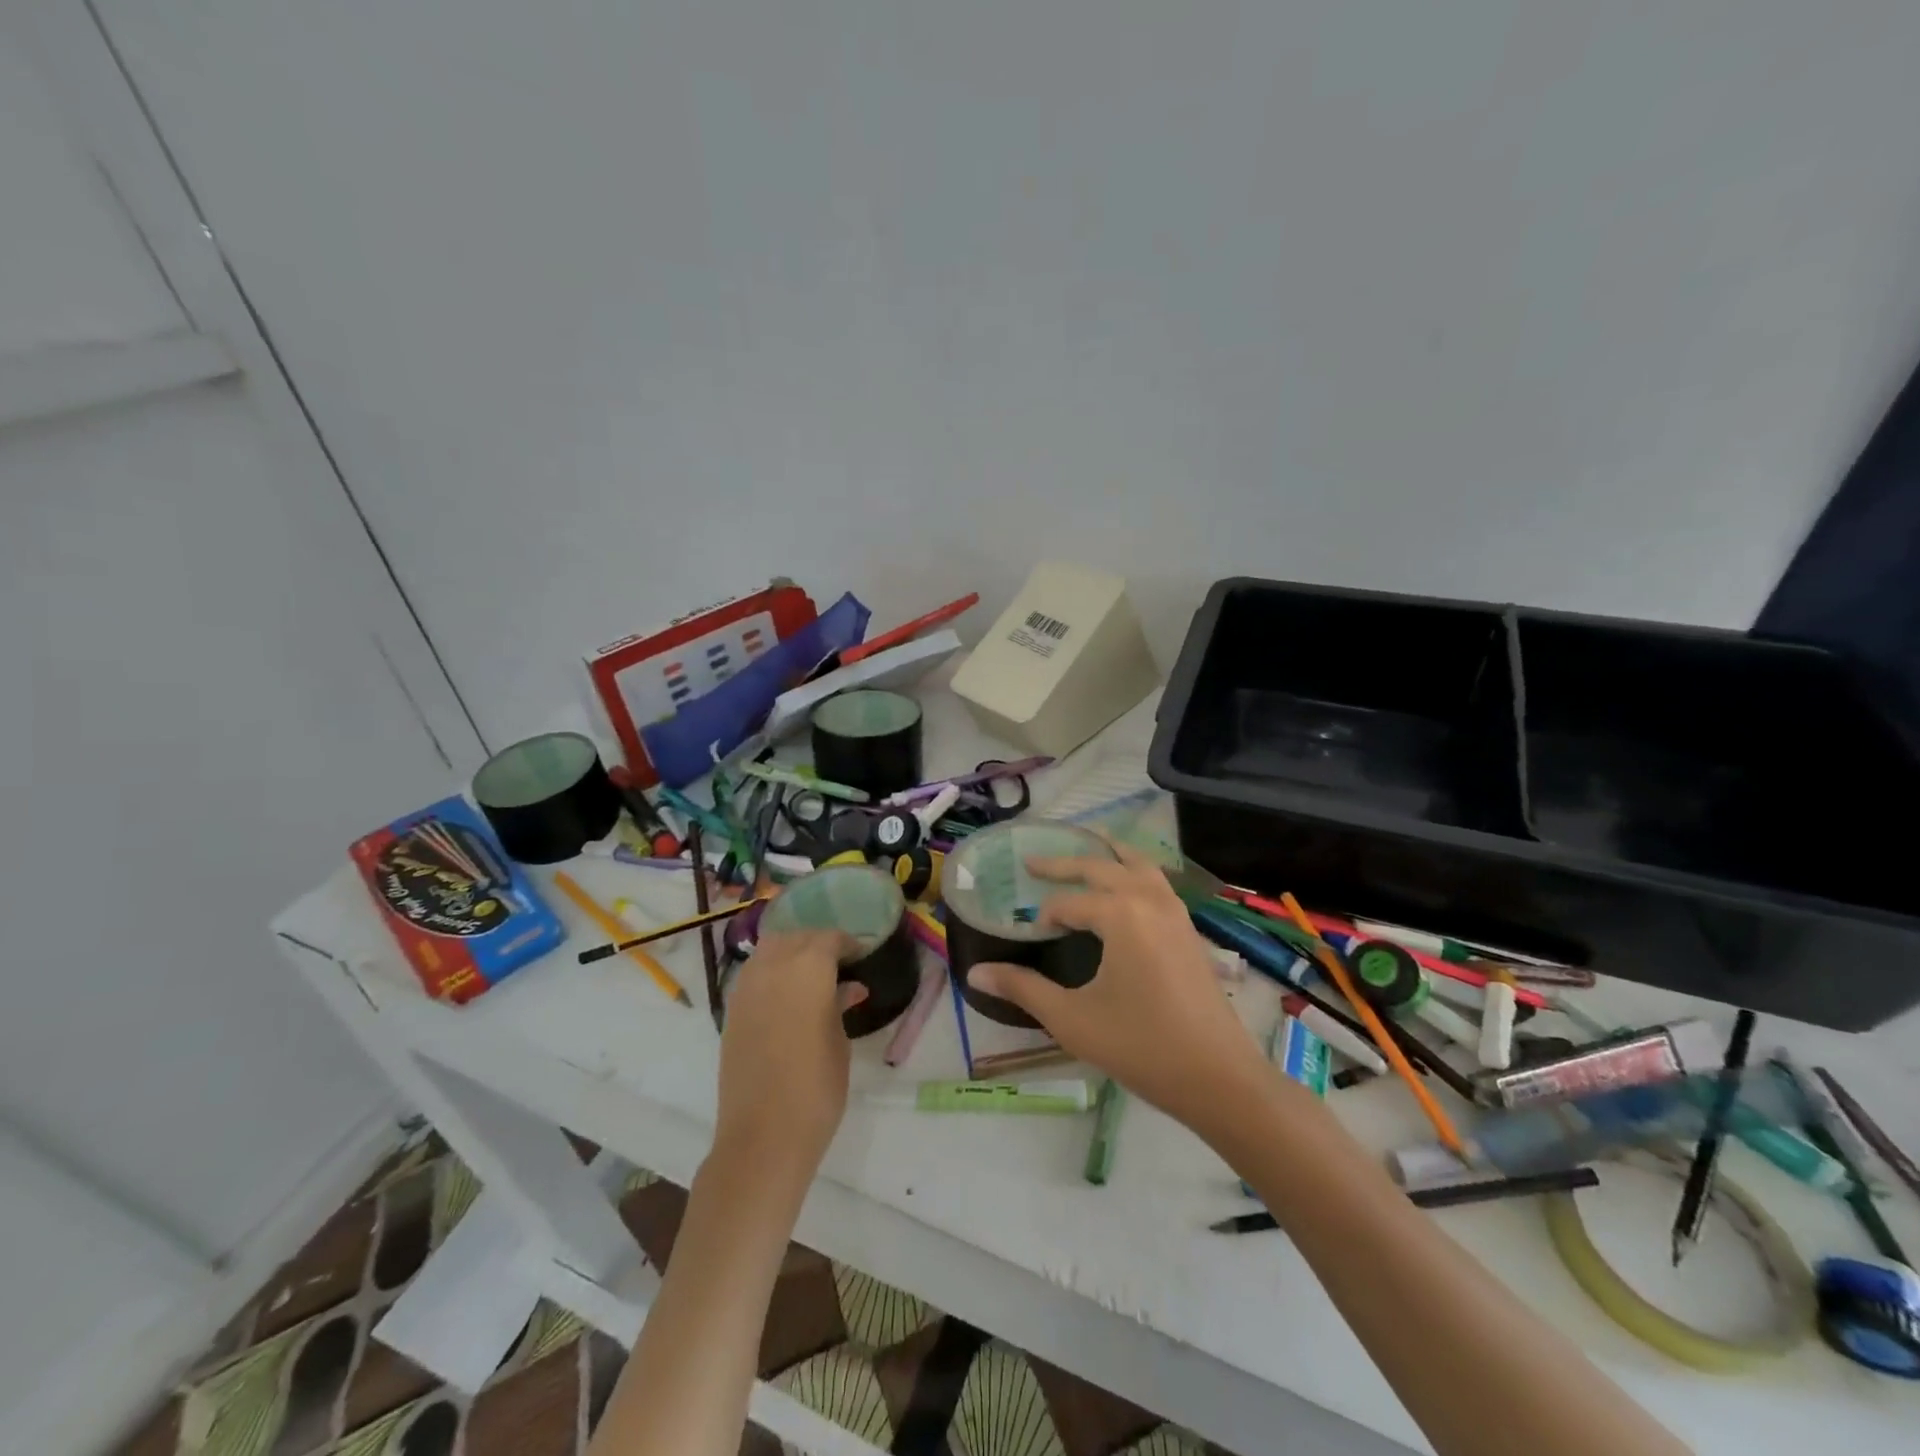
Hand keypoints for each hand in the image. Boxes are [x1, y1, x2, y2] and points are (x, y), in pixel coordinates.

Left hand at [714, 930, 865, 1184]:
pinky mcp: (731, 1011)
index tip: (862, 955)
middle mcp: (772, 968)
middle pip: (796, 938)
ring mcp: (746, 988)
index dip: (847, 944)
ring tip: (812, 975)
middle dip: (817, 944)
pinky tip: (788, 994)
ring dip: (791, 952)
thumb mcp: (839, 1042)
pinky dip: (771, 972)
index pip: (828, 939)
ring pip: (769, 950)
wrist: (763, 1136)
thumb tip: (849, 987)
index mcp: (807, 969)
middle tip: (839, 963)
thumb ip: (840, 1005)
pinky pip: (754, 974)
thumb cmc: (816, 1088)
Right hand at [965, 844, 1265, 1133]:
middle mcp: (1149, 900)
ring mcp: (1175, 912)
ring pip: (1138, 865)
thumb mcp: (1072, 1019)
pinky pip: (1158, 882)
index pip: (1069, 902)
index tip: (1030, 933)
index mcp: (1120, 915)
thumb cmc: (1141, 1046)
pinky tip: (1129, 885)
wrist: (1220, 1077)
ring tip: (1089, 842)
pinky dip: (1136, 870)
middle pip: (1101, 867)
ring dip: (1108, 854)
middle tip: (1031, 861)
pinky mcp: (1190, 929)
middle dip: (1064, 863)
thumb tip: (974, 973)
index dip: (1046, 916)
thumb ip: (1023, 988)